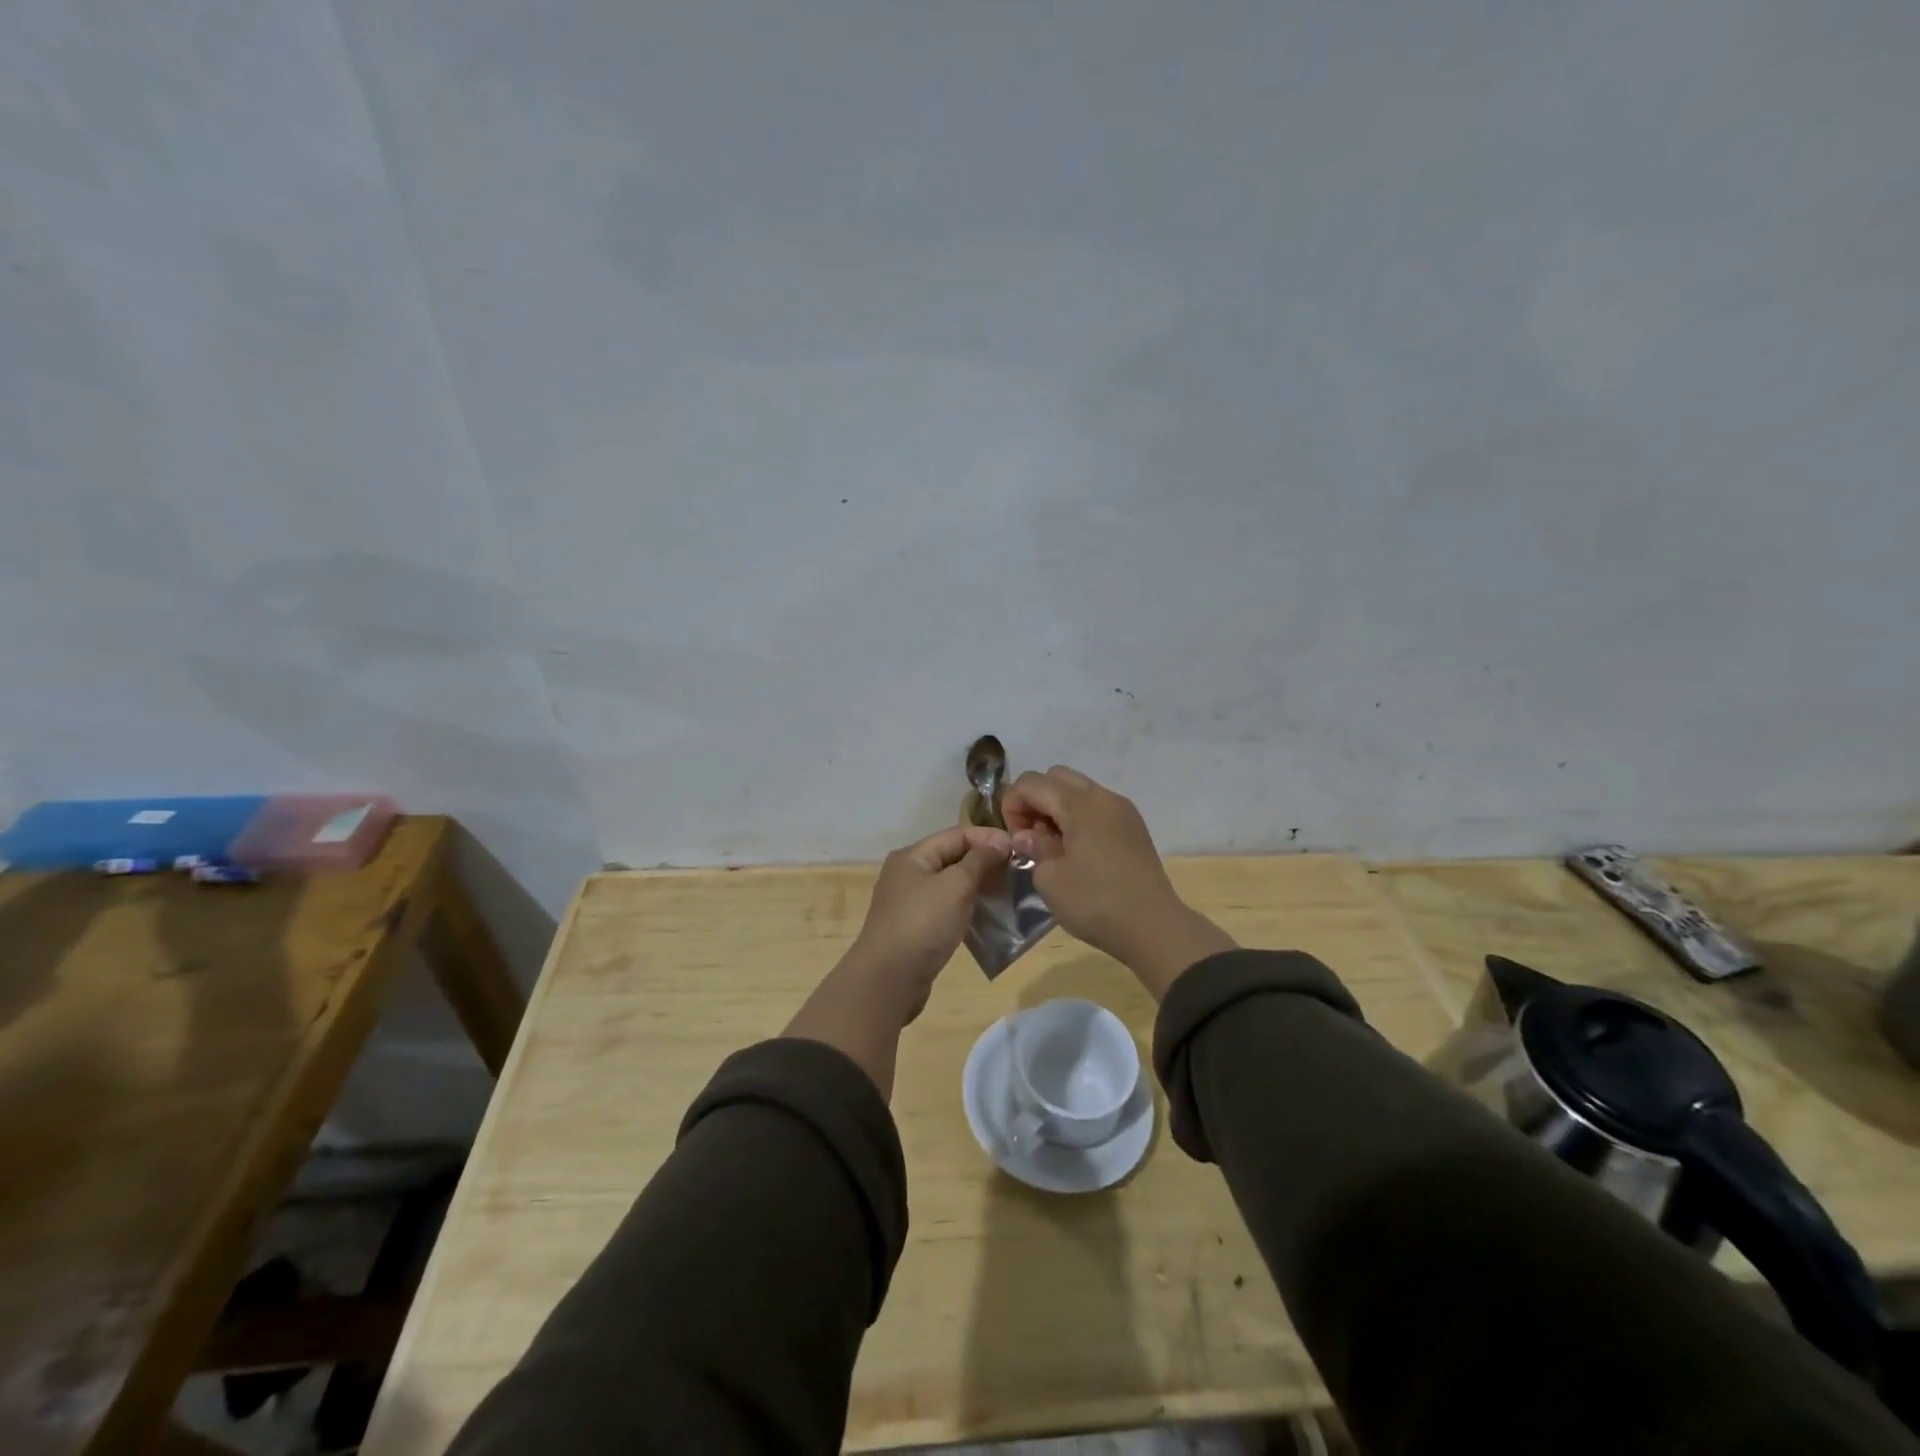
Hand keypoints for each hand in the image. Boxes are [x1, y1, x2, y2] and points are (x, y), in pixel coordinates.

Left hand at [844, 824, 1011, 1022]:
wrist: (888, 979)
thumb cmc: (923, 923)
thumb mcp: (956, 885)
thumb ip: (980, 860)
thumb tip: (1000, 843)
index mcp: (912, 856)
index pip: (957, 834)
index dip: (989, 838)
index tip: (1019, 849)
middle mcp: (907, 873)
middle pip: (953, 857)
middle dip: (985, 862)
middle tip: (1017, 872)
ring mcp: (909, 902)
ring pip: (950, 884)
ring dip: (978, 886)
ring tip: (1007, 894)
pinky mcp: (914, 927)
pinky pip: (945, 907)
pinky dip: (966, 907)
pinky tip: (986, 916)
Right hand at [1002, 765, 1233, 998]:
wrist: (1154, 927)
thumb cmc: (1095, 902)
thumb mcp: (1050, 878)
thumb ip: (1034, 847)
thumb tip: (1029, 835)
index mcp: (1079, 804)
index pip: (1031, 782)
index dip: (1012, 805)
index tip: (1014, 838)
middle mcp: (1103, 796)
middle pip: (1056, 777)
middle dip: (1035, 800)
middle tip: (1031, 836)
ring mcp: (1123, 809)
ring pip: (1079, 790)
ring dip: (1057, 808)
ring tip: (1054, 846)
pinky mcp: (1134, 826)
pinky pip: (1097, 806)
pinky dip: (1078, 817)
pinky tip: (1077, 851)